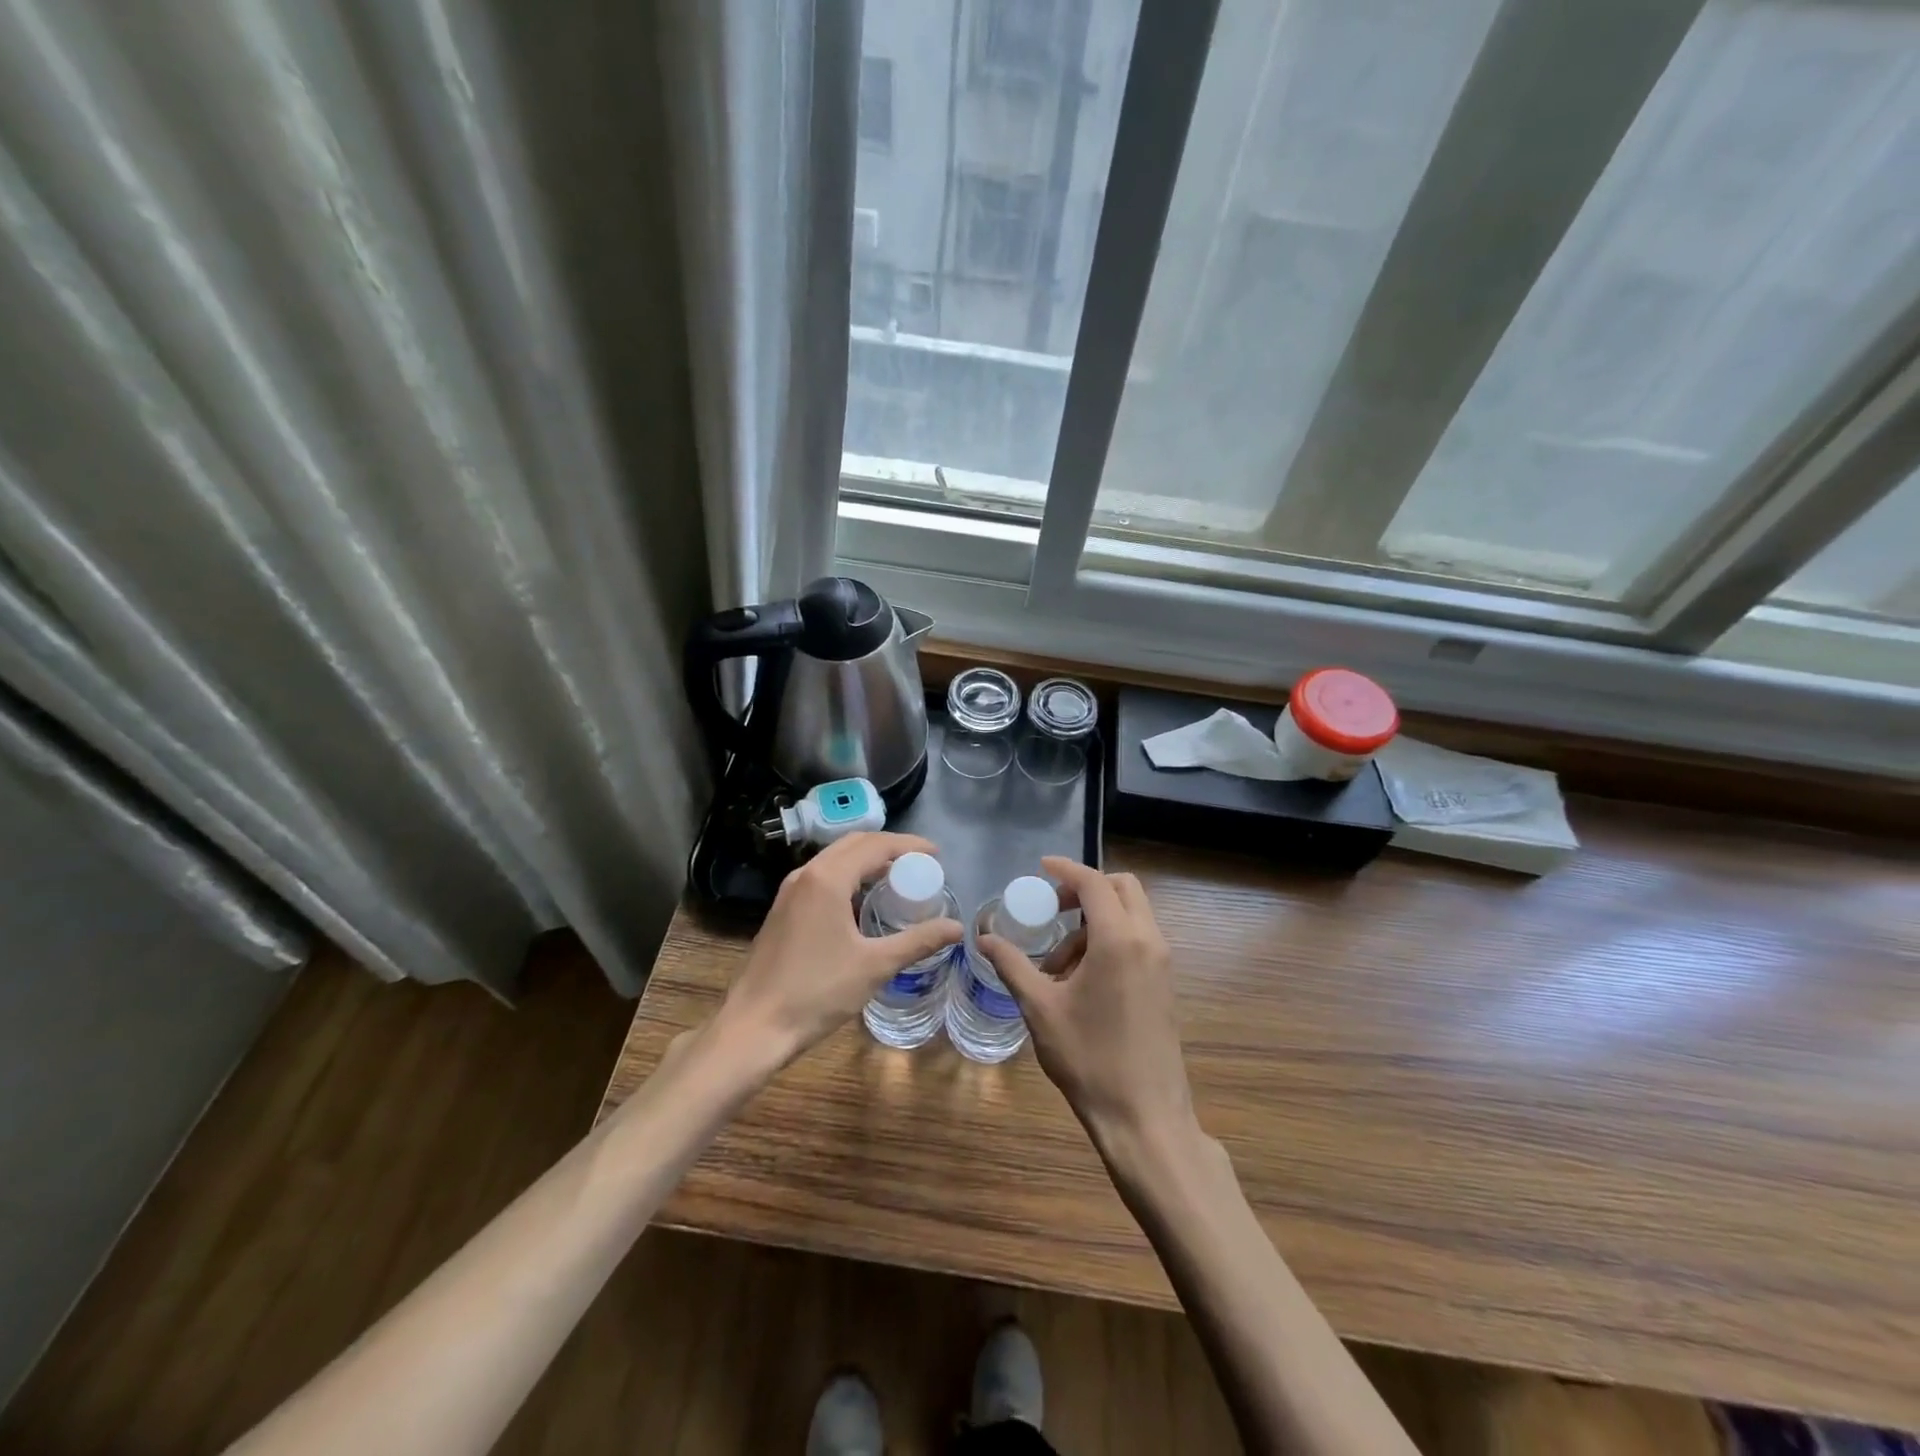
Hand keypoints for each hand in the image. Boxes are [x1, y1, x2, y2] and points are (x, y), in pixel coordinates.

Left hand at [716, 832, 961, 1071]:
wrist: (754, 1026)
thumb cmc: (817, 992)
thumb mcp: (875, 966)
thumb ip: (918, 942)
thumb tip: (957, 928)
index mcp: (827, 878)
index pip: (875, 845)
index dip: (909, 845)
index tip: (936, 855)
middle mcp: (806, 874)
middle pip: (854, 844)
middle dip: (889, 849)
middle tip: (921, 865)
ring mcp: (790, 891)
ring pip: (835, 860)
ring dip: (867, 862)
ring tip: (899, 879)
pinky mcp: (783, 909)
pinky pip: (822, 878)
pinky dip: (849, 877)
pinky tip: (865, 903)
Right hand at [980, 856, 1194, 1150]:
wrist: (1145, 1118)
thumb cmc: (1089, 1058)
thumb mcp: (1040, 1009)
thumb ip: (1012, 965)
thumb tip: (984, 938)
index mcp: (1119, 940)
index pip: (1094, 882)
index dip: (1066, 869)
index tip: (1041, 868)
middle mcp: (1148, 941)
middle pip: (1122, 888)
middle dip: (1086, 889)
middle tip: (1053, 910)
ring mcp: (1162, 963)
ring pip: (1131, 915)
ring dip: (1095, 921)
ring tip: (1059, 964)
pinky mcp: (1165, 984)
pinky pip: (1138, 940)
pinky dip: (1110, 940)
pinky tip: (1081, 979)